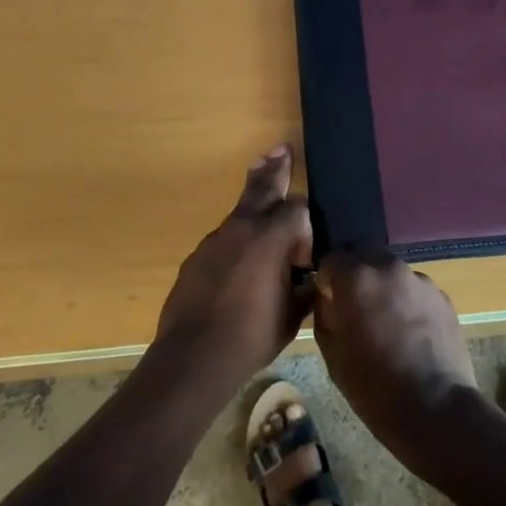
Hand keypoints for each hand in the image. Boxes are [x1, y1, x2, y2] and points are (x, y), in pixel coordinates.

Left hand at [153, 146, 313, 394]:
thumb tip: (312, 276)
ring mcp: (216, 239)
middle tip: (281, 148)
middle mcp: (243, 227)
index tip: (305, 255)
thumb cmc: (251, 337)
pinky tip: (238, 261)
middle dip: (275, 168)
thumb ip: (306, 288)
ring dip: (253, 198)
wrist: (193, 357)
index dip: (305, 226)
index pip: (297, 208)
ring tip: (261, 176)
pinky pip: (224, 238)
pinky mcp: (197, 256)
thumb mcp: (292, 315)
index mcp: (271, 237)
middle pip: (263, 187)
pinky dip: (235, 238)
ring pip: (240, 210)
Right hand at [312, 249, 481, 473]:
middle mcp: (389, 267)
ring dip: (381, 284)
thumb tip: (328, 297)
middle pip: (363, 252)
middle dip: (354, 271)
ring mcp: (419, 279)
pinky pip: (413, 287)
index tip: (328, 299)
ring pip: (390, 269)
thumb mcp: (333, 355)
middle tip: (353, 304)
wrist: (437, 411)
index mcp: (357, 279)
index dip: (326, 278)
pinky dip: (405, 299)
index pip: (332, 257)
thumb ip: (325, 314)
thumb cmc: (375, 389)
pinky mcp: (441, 295)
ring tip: (385, 321)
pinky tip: (409, 332)